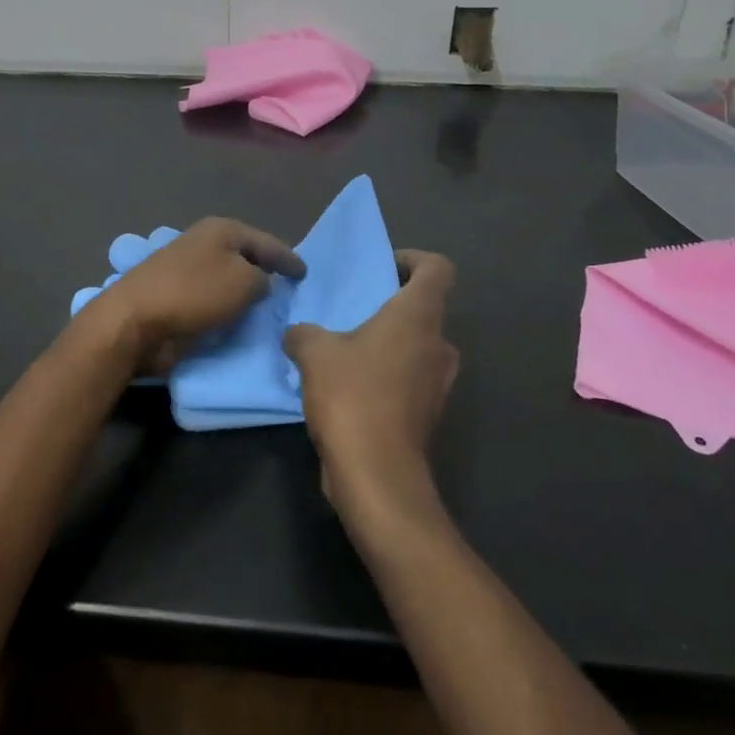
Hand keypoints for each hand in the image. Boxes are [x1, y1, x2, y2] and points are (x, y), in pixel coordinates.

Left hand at [90, 217, 305, 373]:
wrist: (136, 319)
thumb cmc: (194, 293)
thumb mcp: (244, 281)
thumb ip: (263, 280)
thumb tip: (260, 283)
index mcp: (222, 230)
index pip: (267, 242)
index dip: (288, 257)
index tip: (306, 273)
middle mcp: (205, 243)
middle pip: (246, 257)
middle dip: (267, 271)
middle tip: (290, 290)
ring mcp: (187, 269)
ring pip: (228, 279)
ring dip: (246, 292)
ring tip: (270, 309)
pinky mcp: (176, 296)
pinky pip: (213, 300)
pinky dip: (227, 308)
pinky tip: (240, 320)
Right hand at [283, 250, 458, 514]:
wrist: (377, 474)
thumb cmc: (352, 396)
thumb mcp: (314, 352)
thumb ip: (303, 333)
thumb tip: (297, 334)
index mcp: (418, 317)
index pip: (437, 269)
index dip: (414, 259)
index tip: (384, 266)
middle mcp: (437, 344)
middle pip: (424, 308)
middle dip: (391, 305)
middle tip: (352, 310)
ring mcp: (437, 382)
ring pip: (415, 346)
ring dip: (386, 343)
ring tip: (344, 349)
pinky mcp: (427, 414)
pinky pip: (408, 378)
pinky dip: (385, 374)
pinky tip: (347, 386)